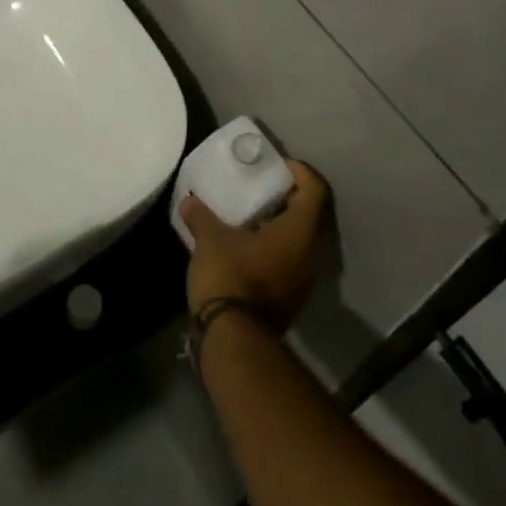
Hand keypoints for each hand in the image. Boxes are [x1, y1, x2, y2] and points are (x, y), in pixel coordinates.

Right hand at [180, 159, 332, 331]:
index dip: (301, 172)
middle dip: (291, 196)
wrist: (235, 340)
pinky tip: (250, 243)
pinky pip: (294, 258)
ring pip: (304, 239)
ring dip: (284, 223)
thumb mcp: (211, 239)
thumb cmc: (230, 277)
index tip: (278, 166)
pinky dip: (279, 244)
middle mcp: (312, 252)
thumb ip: (201, 215)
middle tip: (265, 186)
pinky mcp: (294, 295)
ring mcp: (306, 277)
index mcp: (300, 231)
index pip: (316, 190)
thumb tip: (189, 200)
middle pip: (313, 213)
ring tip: (254, 214)